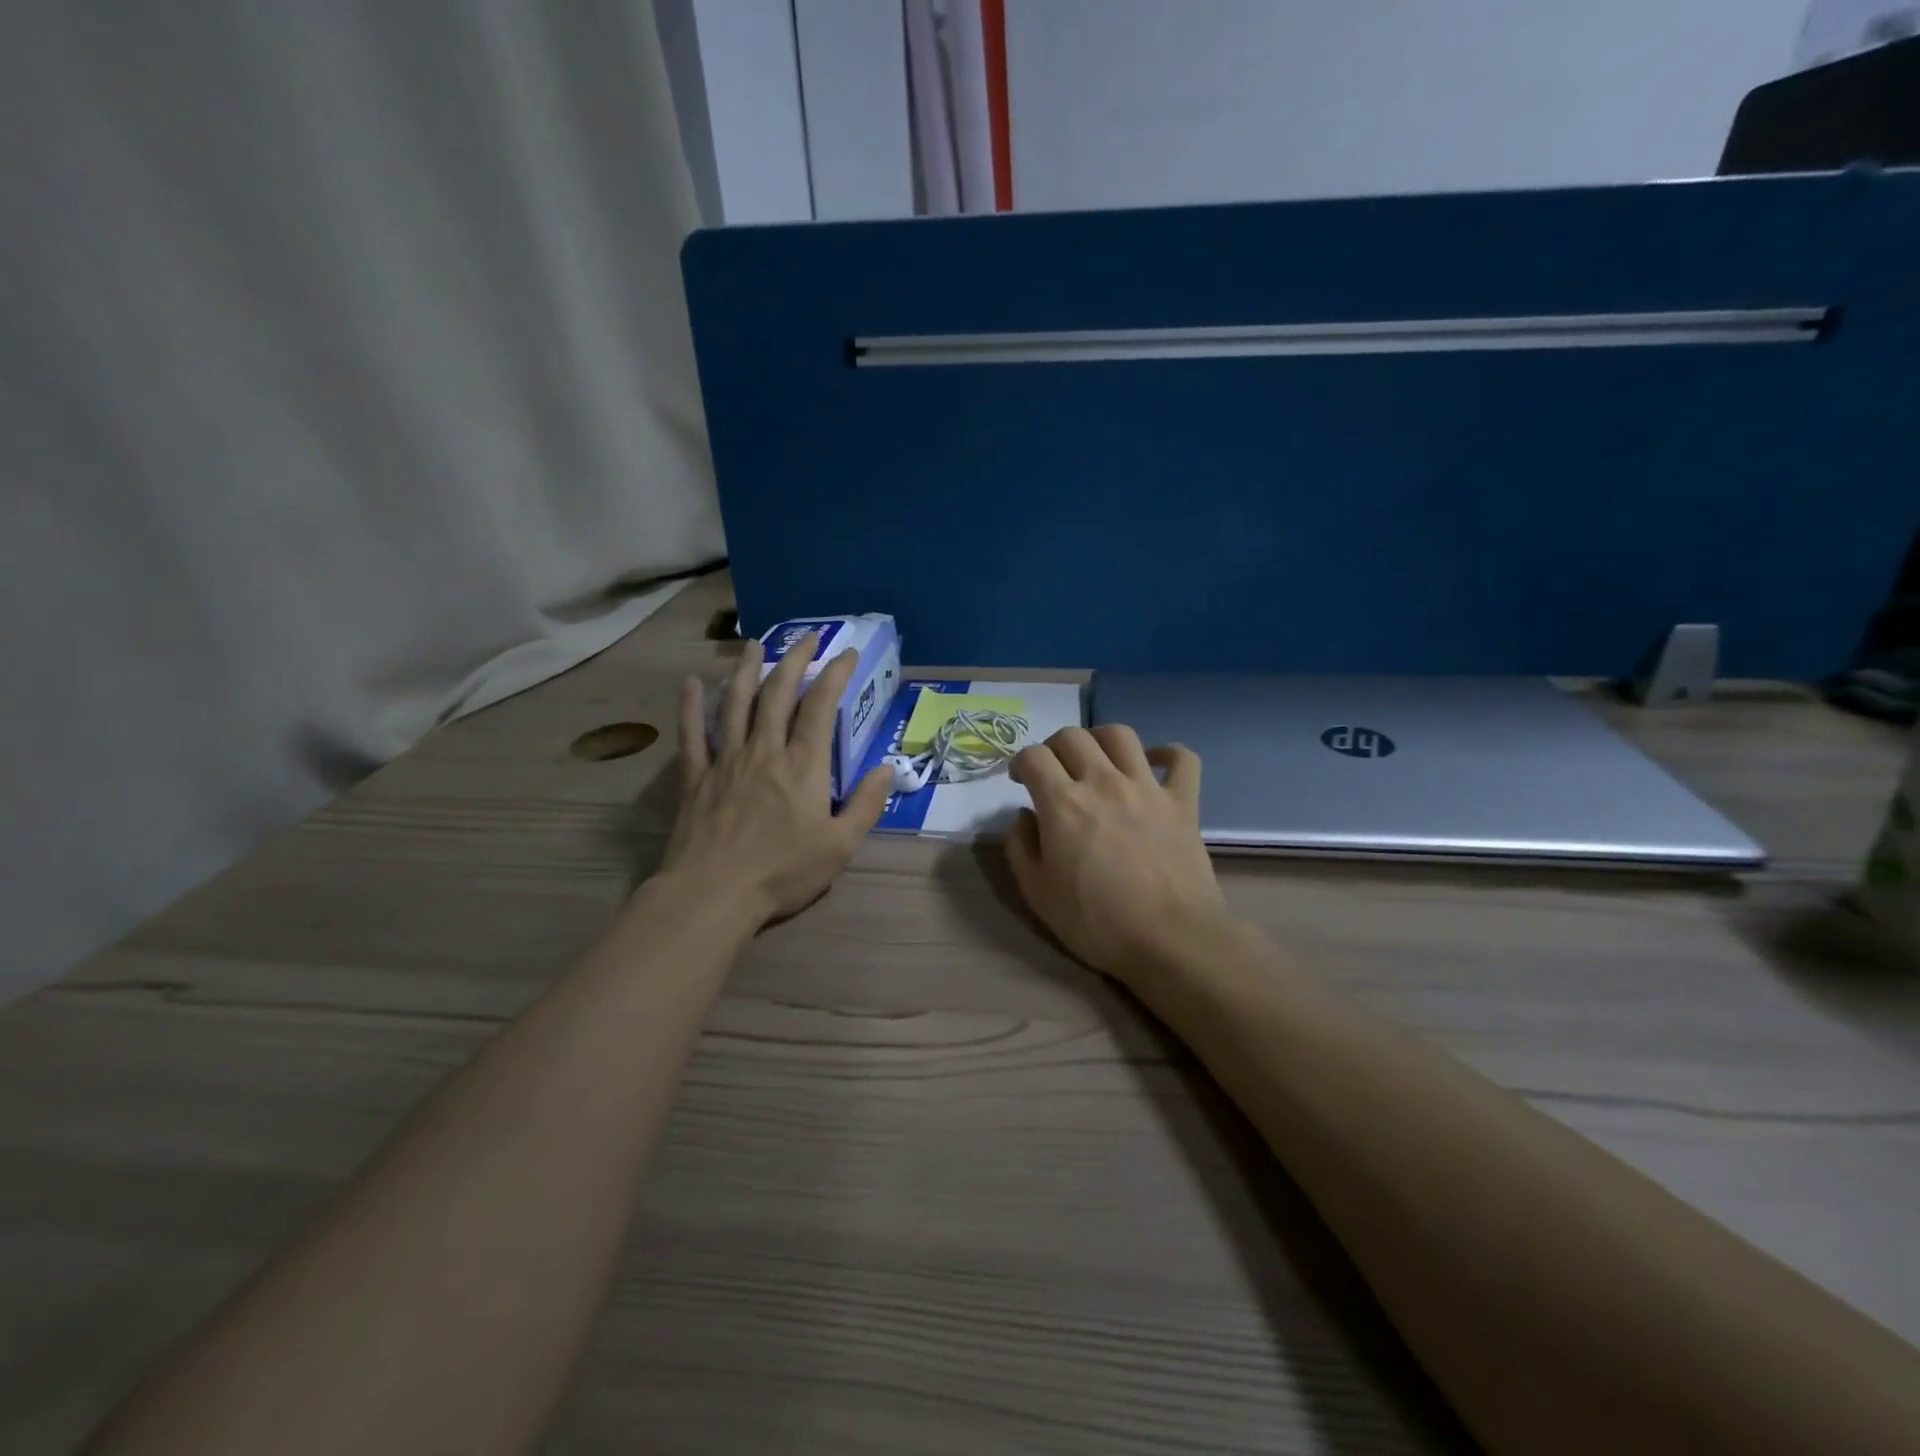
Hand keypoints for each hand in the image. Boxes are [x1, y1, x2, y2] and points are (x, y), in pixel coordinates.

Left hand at [661, 633, 893, 928]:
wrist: (713, 894)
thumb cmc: (782, 872)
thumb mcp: (840, 846)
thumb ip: (866, 805)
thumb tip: (888, 769)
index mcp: (803, 766)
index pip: (820, 707)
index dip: (835, 675)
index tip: (846, 654)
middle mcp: (765, 751)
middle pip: (778, 694)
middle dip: (794, 660)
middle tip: (806, 637)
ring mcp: (726, 760)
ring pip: (737, 704)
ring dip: (747, 670)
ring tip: (754, 644)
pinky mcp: (696, 777)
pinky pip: (692, 734)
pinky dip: (692, 706)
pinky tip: (693, 684)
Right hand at [1006, 725, 1233, 983]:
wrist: (1171, 939)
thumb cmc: (1097, 922)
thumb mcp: (1038, 894)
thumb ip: (1020, 848)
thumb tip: (1022, 817)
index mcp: (1063, 803)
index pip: (1033, 756)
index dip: (1019, 762)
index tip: (1019, 780)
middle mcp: (1103, 782)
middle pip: (1072, 736)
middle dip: (1053, 746)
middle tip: (1053, 771)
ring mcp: (1147, 788)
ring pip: (1120, 735)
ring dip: (1100, 738)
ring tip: (1095, 758)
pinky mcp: (1183, 801)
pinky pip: (1182, 759)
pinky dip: (1168, 753)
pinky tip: (1155, 762)